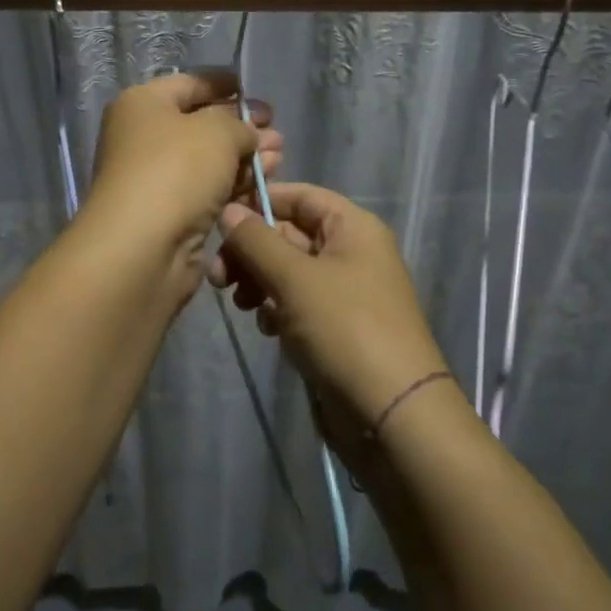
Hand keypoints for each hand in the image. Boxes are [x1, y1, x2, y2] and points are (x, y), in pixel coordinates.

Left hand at [80, 70, 281, 299]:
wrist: (144, 248)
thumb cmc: (176, 171)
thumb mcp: (217, 132)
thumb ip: (240, 124)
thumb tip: (248, 132)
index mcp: (143, 104)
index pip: (190, 84)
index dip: (225, 84)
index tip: (256, 90)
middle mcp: (144, 138)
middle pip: (201, 124)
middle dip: (242, 127)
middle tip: (276, 132)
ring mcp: (156, 178)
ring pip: (209, 161)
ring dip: (245, 158)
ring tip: (280, 157)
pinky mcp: (171, 214)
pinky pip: (208, 191)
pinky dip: (235, 185)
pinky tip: (264, 183)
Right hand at [211, 182, 448, 443]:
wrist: (391, 413)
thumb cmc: (345, 329)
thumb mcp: (295, 278)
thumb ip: (257, 240)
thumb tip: (229, 209)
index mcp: (352, 227)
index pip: (300, 196)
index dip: (260, 201)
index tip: (220, 219)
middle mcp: (351, 252)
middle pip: (289, 234)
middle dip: (251, 251)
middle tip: (218, 277)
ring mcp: (344, 292)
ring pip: (288, 271)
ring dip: (259, 281)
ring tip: (241, 304)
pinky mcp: (336, 327)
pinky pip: (297, 303)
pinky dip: (276, 309)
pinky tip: (267, 328)